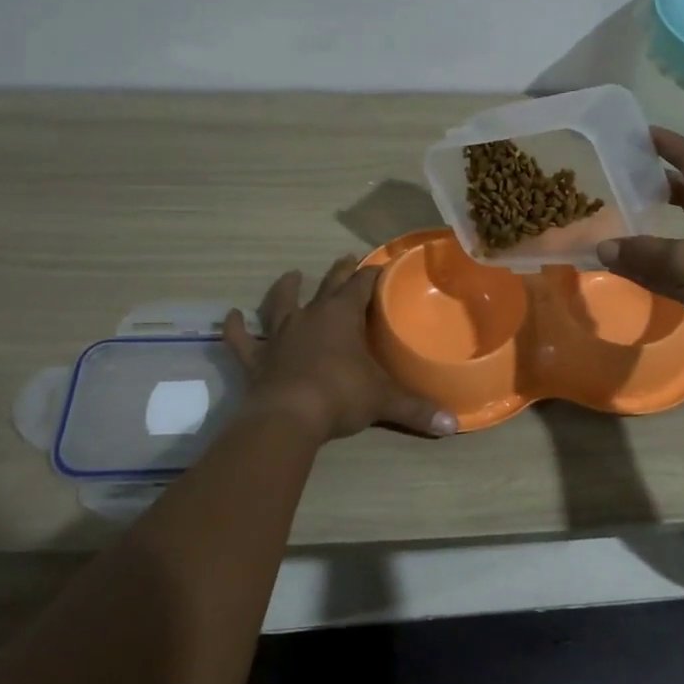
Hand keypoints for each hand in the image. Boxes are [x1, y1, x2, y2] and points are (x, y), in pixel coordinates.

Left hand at [224, 256, 457, 443]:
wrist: (289, 417)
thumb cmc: (341, 396)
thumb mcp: (384, 401)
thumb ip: (417, 408)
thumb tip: (453, 425)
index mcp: (343, 316)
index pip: (362, 285)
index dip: (373, 274)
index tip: (382, 266)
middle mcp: (311, 316)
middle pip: (327, 285)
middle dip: (339, 272)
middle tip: (345, 258)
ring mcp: (280, 335)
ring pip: (281, 304)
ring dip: (286, 289)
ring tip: (290, 275)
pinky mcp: (257, 358)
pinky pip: (243, 340)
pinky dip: (235, 328)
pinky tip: (230, 316)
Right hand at [597, 128, 683, 385]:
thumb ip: (643, 254)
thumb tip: (602, 248)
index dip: (663, 143)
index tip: (631, 131)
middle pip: (683, 190)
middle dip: (651, 183)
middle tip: (611, 177)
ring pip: (678, 229)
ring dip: (649, 225)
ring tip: (611, 217)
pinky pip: (677, 263)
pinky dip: (653, 262)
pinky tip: (625, 265)